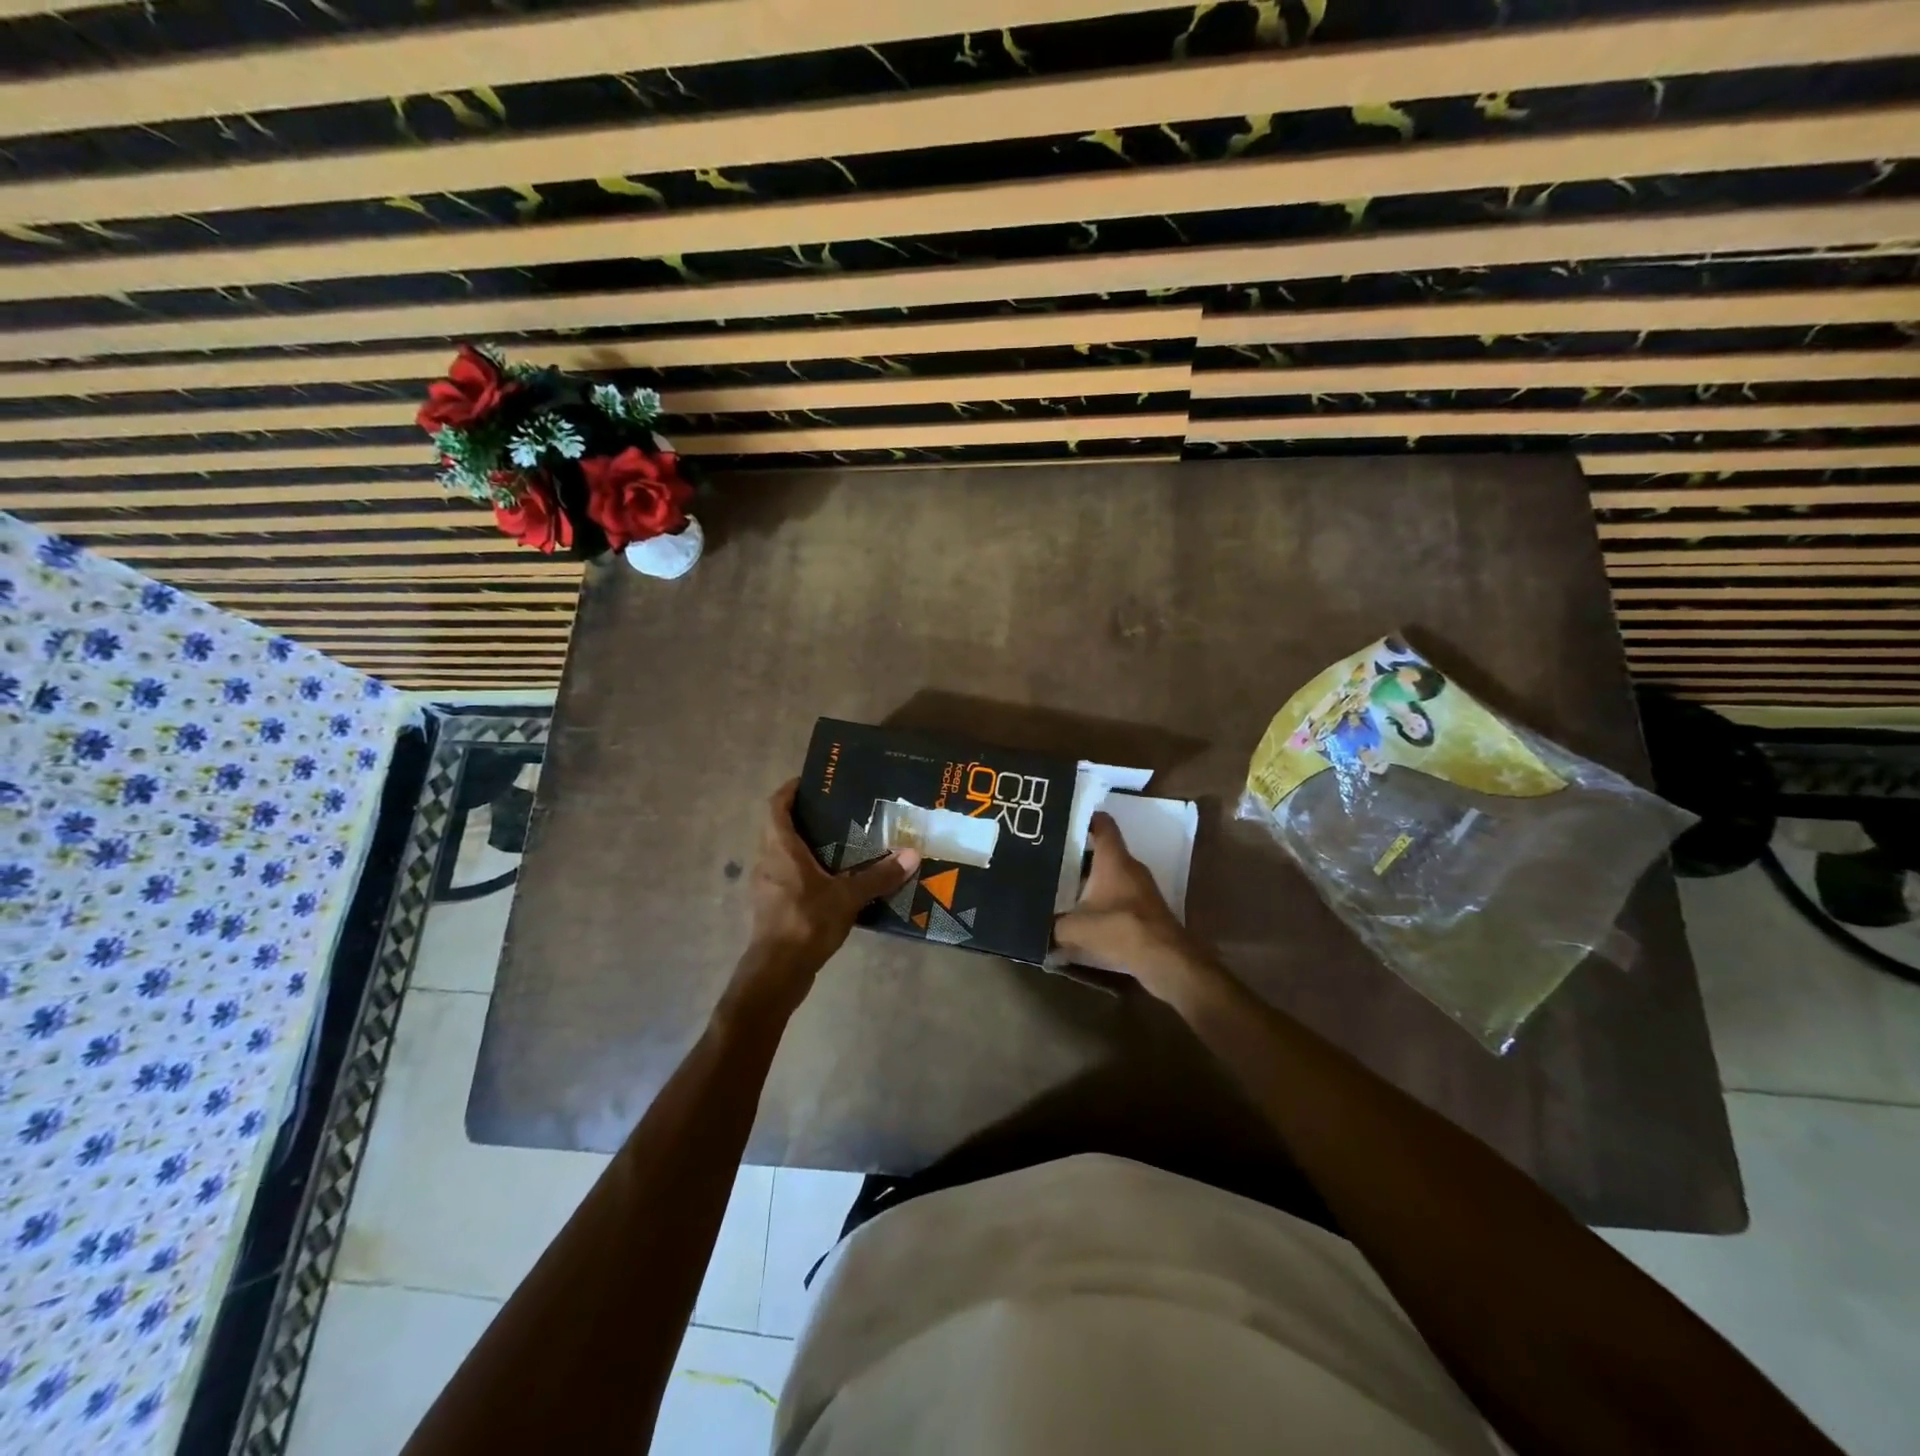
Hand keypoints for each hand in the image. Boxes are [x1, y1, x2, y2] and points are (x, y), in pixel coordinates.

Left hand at [740, 780, 919, 995]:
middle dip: (804, 817)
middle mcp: (767, 861)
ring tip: (840, 843)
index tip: (811, 781)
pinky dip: (805, 871)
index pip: (776, 806)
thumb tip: (912, 855)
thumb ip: (878, 876)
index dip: (790, 790)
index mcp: (780, 848)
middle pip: (779, 828)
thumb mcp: (847, 897)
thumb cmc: (805, 922)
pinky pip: (787, 877)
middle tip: (837, 811)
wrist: (777, 972)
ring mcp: (767, 886)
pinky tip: (832, 881)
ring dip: (804, 845)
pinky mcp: (773, 907)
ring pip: (782, 854)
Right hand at [1053, 811, 1205, 1000]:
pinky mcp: (1146, 910)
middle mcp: (1129, 867)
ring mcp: (1141, 888)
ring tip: (1060, 888)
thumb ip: (1052, 926)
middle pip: (1102, 851)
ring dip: (1089, 880)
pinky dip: (1101, 900)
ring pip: (1110, 874)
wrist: (1166, 960)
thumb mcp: (1075, 929)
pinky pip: (1118, 896)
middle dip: (1077, 854)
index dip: (1084, 818)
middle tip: (1049, 860)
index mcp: (1113, 859)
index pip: (1102, 824)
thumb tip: (1035, 929)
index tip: (1061, 821)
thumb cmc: (1120, 929)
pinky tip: (1083, 916)